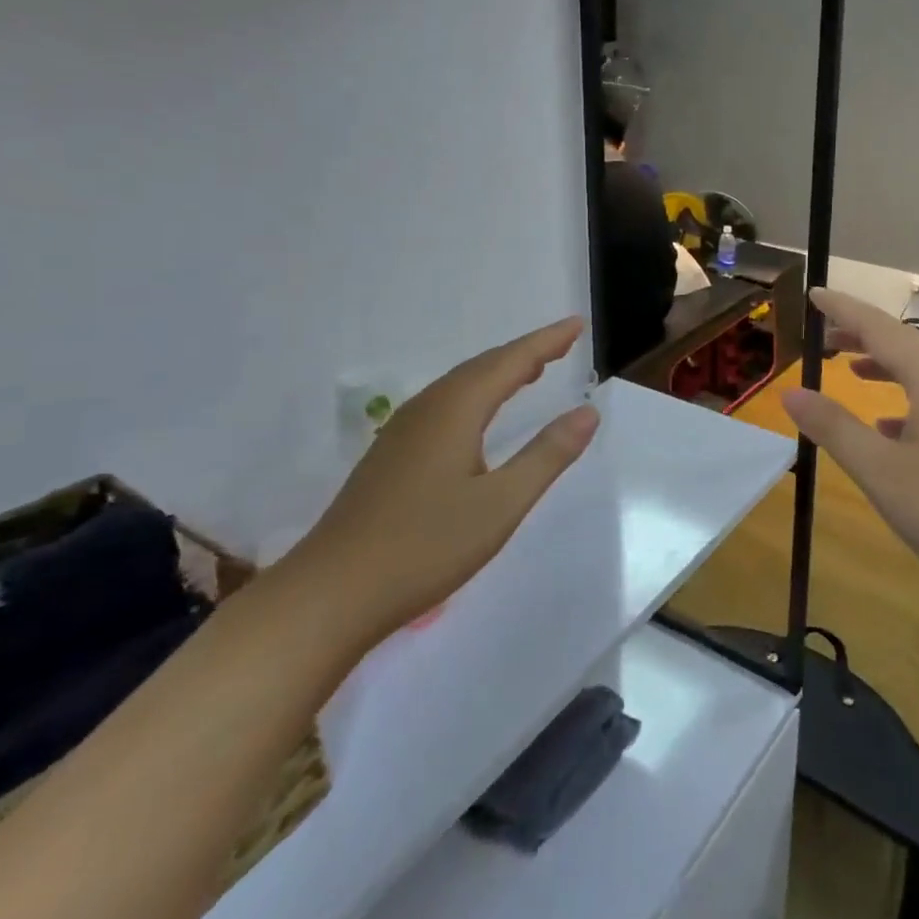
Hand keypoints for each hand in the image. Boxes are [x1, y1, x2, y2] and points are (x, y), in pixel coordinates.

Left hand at [289, 317, 598, 648]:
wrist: (330, 594)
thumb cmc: (425, 547)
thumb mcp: (501, 504)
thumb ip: (547, 454)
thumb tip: (589, 411)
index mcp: (455, 410)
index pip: (511, 362)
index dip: (546, 341)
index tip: (576, 324)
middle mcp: (428, 409)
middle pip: (483, 366)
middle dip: (525, 352)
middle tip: (561, 344)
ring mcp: (403, 432)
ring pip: (460, 385)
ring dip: (499, 372)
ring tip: (531, 370)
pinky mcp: (391, 455)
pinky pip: (445, 404)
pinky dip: (476, 394)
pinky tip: (480, 415)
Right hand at [783, 290, 918, 604]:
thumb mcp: (879, 469)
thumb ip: (834, 427)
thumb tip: (791, 392)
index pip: (879, 328)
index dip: (844, 309)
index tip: (814, 293)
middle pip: (903, 343)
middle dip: (862, 334)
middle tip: (824, 336)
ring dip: (884, 364)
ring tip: (852, 370)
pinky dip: (906, 399)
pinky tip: (888, 428)